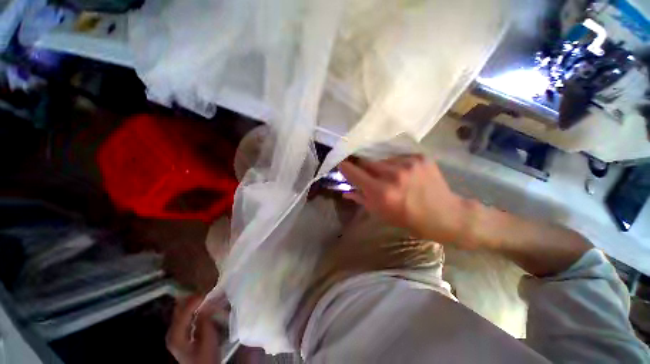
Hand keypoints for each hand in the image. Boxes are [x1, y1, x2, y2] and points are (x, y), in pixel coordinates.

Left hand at [166, 295, 223, 363]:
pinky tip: (202, 305)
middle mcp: (172, 332)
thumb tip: (208, 303)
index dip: (194, 300)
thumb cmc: (206, 358)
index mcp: (176, 335)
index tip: (207, 291)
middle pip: (179, 310)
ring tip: (206, 294)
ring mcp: (175, 333)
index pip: (183, 312)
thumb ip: (206, 321)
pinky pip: (186, 316)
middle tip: (206, 288)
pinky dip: (194, 309)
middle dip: (192, 298)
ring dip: (193, 302)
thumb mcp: (209, 340)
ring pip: (182, 312)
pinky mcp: (181, 334)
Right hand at [339, 155, 474, 247]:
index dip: (345, 167)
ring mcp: (408, 163)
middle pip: (366, 162)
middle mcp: (393, 175)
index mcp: (381, 192)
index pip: (353, 172)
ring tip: (391, 177)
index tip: (342, 165)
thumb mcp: (381, 214)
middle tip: (370, 175)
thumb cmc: (409, 219)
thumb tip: (345, 192)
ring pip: (382, 159)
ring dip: (381, 167)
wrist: (445, 215)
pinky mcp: (420, 157)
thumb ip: (361, 199)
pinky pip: (398, 157)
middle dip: (364, 168)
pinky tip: (405, 174)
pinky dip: (397, 165)